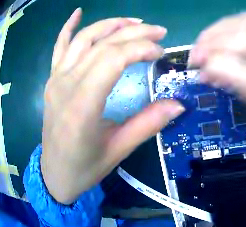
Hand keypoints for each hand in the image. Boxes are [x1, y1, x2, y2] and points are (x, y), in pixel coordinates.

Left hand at [42, 8, 184, 203]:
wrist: (55, 175)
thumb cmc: (84, 168)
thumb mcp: (117, 151)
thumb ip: (147, 125)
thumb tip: (178, 104)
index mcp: (82, 106)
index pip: (114, 59)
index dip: (141, 49)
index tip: (160, 53)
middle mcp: (66, 85)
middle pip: (103, 44)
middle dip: (134, 33)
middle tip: (158, 32)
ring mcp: (56, 79)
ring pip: (84, 38)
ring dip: (111, 24)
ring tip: (133, 22)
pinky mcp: (52, 80)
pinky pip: (59, 47)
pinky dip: (68, 27)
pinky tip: (78, 12)